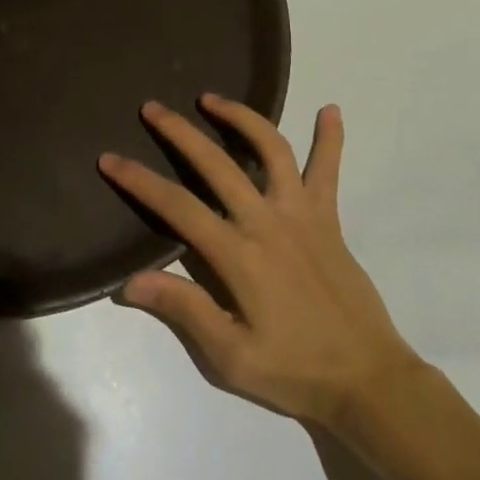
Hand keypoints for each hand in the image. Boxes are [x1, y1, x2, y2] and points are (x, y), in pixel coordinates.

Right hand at [102, 96, 420, 433]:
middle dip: (179, 132)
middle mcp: (268, 222)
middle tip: (152, 108)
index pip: (178, 207)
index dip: (139, 181)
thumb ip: (184, 310)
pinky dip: (331, 139)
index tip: (109, 159)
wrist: (370, 381)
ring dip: (241, 118)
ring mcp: (302, 215)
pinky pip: (329, 171)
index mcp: (240, 256)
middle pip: (217, 164)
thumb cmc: (295, 371)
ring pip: (271, 150)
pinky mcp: (329, 219)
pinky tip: (331, 110)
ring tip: (212, 98)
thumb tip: (129, 281)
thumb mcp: (232, 356)